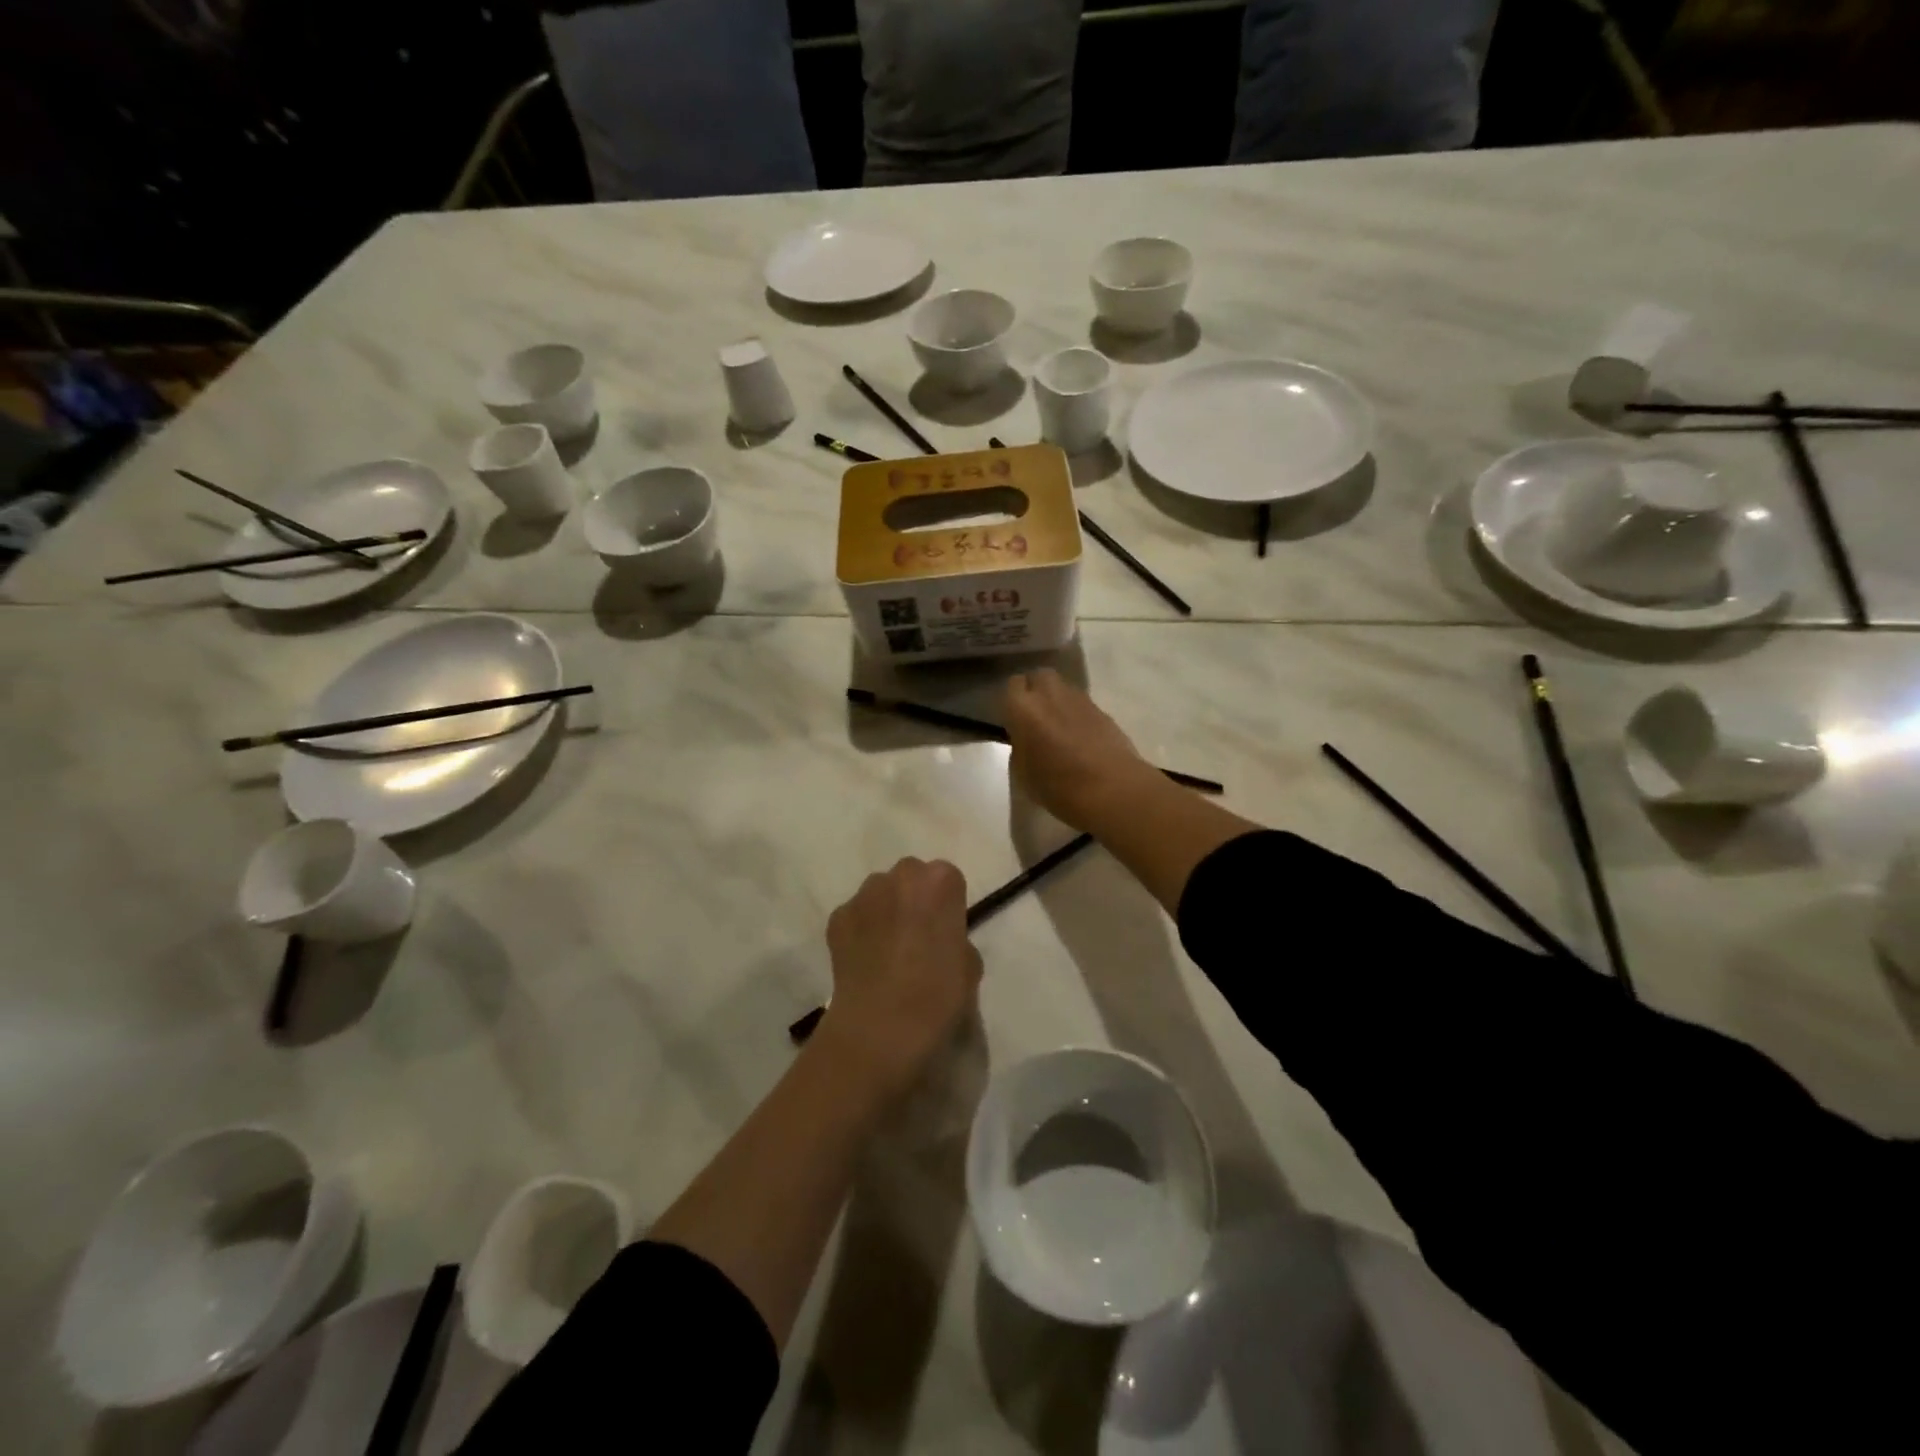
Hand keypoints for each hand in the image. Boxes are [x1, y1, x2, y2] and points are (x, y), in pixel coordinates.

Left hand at [820, 858, 982, 1096]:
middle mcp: (900, 876)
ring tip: (888, 951)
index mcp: (940, 882)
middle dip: (914, 899)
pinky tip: (865, 963)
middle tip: (917, 937)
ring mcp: (864, 895)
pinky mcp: (837, 917)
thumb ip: (957, 940)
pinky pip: (855, 916)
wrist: (880, 1028)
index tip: (945, 932)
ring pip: (880, 893)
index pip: (947, 879)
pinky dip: (860, 931)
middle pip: (911, 878)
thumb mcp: (969, 968)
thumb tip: (940, 941)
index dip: (946, 906)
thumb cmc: (937, 996)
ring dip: (885, 911)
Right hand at [1005, 670, 1157, 829]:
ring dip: (1058, 702)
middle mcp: (1050, 694)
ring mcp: (1080, 700)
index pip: (1013, 685)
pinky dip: (1078, 715)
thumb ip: (1020, 747)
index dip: (1013, 702)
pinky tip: (1080, 737)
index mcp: (1024, 708)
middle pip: (1040, 676)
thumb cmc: (1057, 785)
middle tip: (1036, 717)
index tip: (1014, 720)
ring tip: (1059, 727)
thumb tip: (1027, 739)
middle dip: (1036, 691)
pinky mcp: (1103, 711)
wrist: (1110, 789)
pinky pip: (1083, 705)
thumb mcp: (1022, 772)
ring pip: (1063, 688)